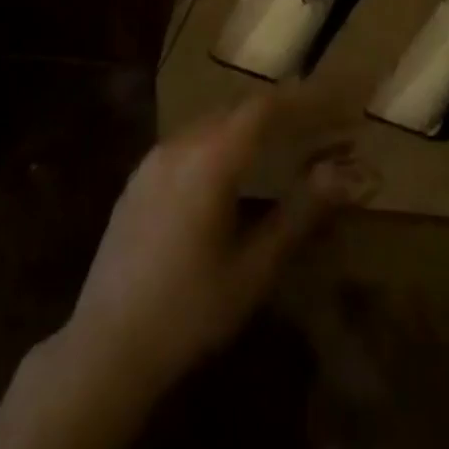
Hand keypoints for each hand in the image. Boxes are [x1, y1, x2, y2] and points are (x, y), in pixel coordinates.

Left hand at [60, 92, 370, 396]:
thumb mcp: (253, 269)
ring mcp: (153, 158)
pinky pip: (190, 138)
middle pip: (239, 108)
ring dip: (252, 121)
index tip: (340, 104)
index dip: (306, 101)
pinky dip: (223, 136)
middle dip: (284, 109)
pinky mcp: (139, 177)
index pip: (265, 109)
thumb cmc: (189, 312)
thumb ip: (299, 214)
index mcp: (210, 160)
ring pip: (213, 120)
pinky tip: (234, 162)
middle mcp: (179, 145)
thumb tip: (344, 173)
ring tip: (287, 135)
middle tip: (322, 120)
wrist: (104, 347)